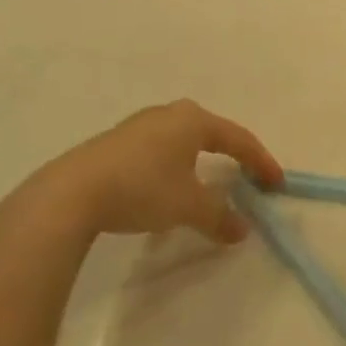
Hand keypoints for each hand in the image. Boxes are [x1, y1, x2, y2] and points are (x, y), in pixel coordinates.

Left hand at [2, 100, 283, 247]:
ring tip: (205, 186)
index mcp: (193, 120)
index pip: (238, 138)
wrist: (69, 195)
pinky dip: (172, 169)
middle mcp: (168, 114)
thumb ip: (219, 217)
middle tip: (245, 177)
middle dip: (230, 155)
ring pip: (181, 142)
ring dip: (198, 164)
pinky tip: (164, 191)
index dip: (260, 161)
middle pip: (210, 134)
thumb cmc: (142, 188)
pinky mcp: (113, 144)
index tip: (276, 183)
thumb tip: (241, 231)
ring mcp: (137, 126)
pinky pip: (157, 152)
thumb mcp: (188, 206)